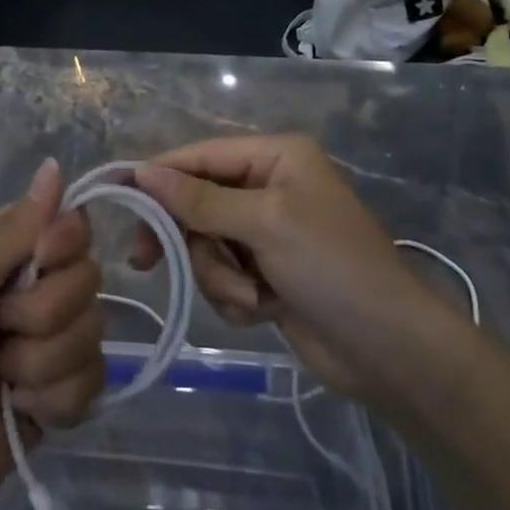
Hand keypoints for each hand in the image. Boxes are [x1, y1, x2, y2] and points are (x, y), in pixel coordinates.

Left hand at [0, 159, 105, 509]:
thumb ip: (14, 228)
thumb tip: (54, 165)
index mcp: (4, 248)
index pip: (69, 221)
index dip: (66, 242)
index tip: (42, 261)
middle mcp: (32, 286)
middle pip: (87, 277)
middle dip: (43, 314)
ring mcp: (48, 340)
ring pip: (92, 331)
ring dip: (42, 363)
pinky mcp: (60, 391)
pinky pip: (92, 381)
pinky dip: (54, 400)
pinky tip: (20, 409)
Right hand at [131, 136, 431, 400]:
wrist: (391, 352)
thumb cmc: (332, 267)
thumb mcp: (264, 224)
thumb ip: (200, 199)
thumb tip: (143, 172)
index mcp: (275, 157)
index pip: (201, 156)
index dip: (159, 173)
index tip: (118, 194)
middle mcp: (269, 187)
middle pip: (198, 202)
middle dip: (193, 239)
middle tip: (149, 261)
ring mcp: (269, 233)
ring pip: (207, 245)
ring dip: (220, 276)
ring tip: (252, 297)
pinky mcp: (269, 274)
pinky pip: (225, 276)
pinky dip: (236, 296)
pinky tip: (265, 311)